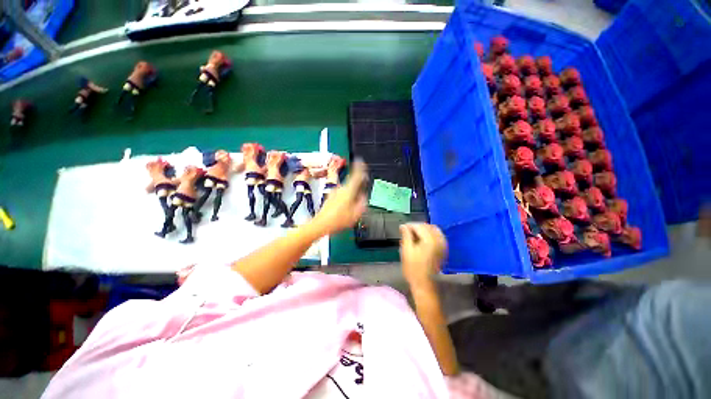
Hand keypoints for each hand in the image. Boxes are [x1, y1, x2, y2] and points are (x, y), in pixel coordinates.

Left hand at [312, 159, 367, 235]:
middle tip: (360, 194)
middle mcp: (340, 189)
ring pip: (346, 189)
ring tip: (352, 205)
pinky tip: (345, 207)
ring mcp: (334, 192)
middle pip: (351, 183)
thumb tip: (363, 197)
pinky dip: (345, 197)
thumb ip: (361, 203)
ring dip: (350, 193)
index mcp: (348, 191)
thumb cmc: (337, 220)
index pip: (356, 175)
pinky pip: (341, 193)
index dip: (360, 168)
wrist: (321, 224)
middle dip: (357, 186)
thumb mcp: (355, 214)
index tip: (362, 162)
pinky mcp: (330, 196)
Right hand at [400, 223, 447, 288]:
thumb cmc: (413, 268)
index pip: (419, 226)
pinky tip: (423, 239)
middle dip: (417, 226)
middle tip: (407, 231)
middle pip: (427, 226)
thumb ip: (406, 235)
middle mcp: (438, 240)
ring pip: (434, 230)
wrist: (424, 283)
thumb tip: (403, 225)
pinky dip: (430, 234)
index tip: (402, 228)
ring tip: (414, 235)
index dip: (410, 225)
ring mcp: (442, 245)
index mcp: (429, 240)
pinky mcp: (443, 249)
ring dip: (424, 229)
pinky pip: (438, 236)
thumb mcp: (406, 250)